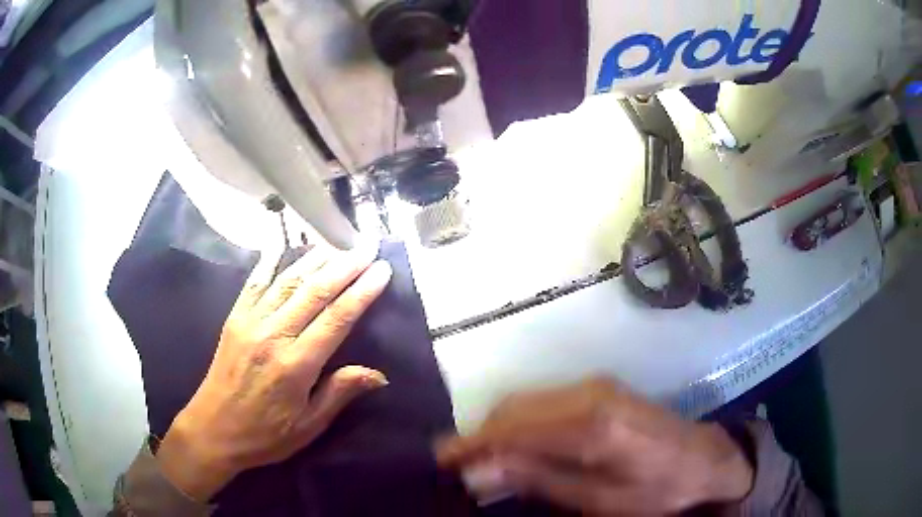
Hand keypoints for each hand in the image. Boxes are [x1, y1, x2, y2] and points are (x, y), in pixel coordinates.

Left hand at [156, 241, 392, 501]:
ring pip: (287, 281)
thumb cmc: (266, 434)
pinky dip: (269, 262)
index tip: (382, 270)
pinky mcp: (234, 319)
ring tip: (337, 244)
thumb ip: (340, 393)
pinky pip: (254, 283)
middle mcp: (273, 335)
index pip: (337, 319)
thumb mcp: (309, 425)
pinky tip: (281, 245)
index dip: (362, 291)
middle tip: (367, 248)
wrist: (213, 429)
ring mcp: (250, 322)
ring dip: (314, 260)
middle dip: (345, 266)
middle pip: (315, 292)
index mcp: (296, 365)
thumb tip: (379, 374)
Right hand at [437, 379, 753, 515]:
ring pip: (526, 402)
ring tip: (482, 461)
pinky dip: (521, 423)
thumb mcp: (599, 499)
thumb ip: (540, 480)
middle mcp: (589, 395)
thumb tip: (479, 472)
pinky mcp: (599, 389)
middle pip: (514, 409)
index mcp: (592, 426)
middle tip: (460, 468)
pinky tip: (517, 446)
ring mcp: (595, 387)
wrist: (705, 460)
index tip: (441, 460)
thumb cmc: (657, 490)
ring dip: (499, 429)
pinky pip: (544, 401)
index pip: (514, 429)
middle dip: (480, 436)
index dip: (472, 444)